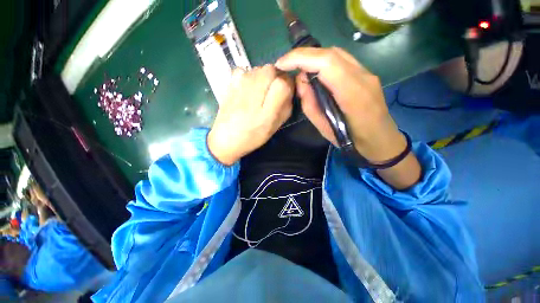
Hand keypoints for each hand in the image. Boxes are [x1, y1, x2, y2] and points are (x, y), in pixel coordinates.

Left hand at [208, 65, 293, 164]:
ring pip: (260, 69)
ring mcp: (240, 83)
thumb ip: (285, 106)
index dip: (287, 85)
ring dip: (264, 78)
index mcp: (267, 108)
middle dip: (276, 79)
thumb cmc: (253, 135)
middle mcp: (254, 92)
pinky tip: (247, 90)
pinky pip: (246, 70)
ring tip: (258, 94)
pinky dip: (250, 77)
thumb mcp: (275, 125)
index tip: (285, 93)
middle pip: (272, 70)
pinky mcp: (230, 81)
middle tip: (271, 93)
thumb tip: (290, 88)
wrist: (226, 137)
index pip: (284, 82)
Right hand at [276, 47, 420, 188]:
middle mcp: (363, 77)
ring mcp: (367, 73)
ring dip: (313, 57)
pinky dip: (323, 61)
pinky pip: (342, 60)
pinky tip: (314, 71)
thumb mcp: (325, 129)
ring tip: (297, 67)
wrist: (382, 140)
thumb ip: (310, 104)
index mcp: (353, 95)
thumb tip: (301, 81)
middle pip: (331, 53)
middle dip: (303, 55)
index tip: (281, 64)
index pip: (326, 63)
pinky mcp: (366, 74)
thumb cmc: (352, 141)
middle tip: (286, 64)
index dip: (300, 58)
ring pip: (336, 54)